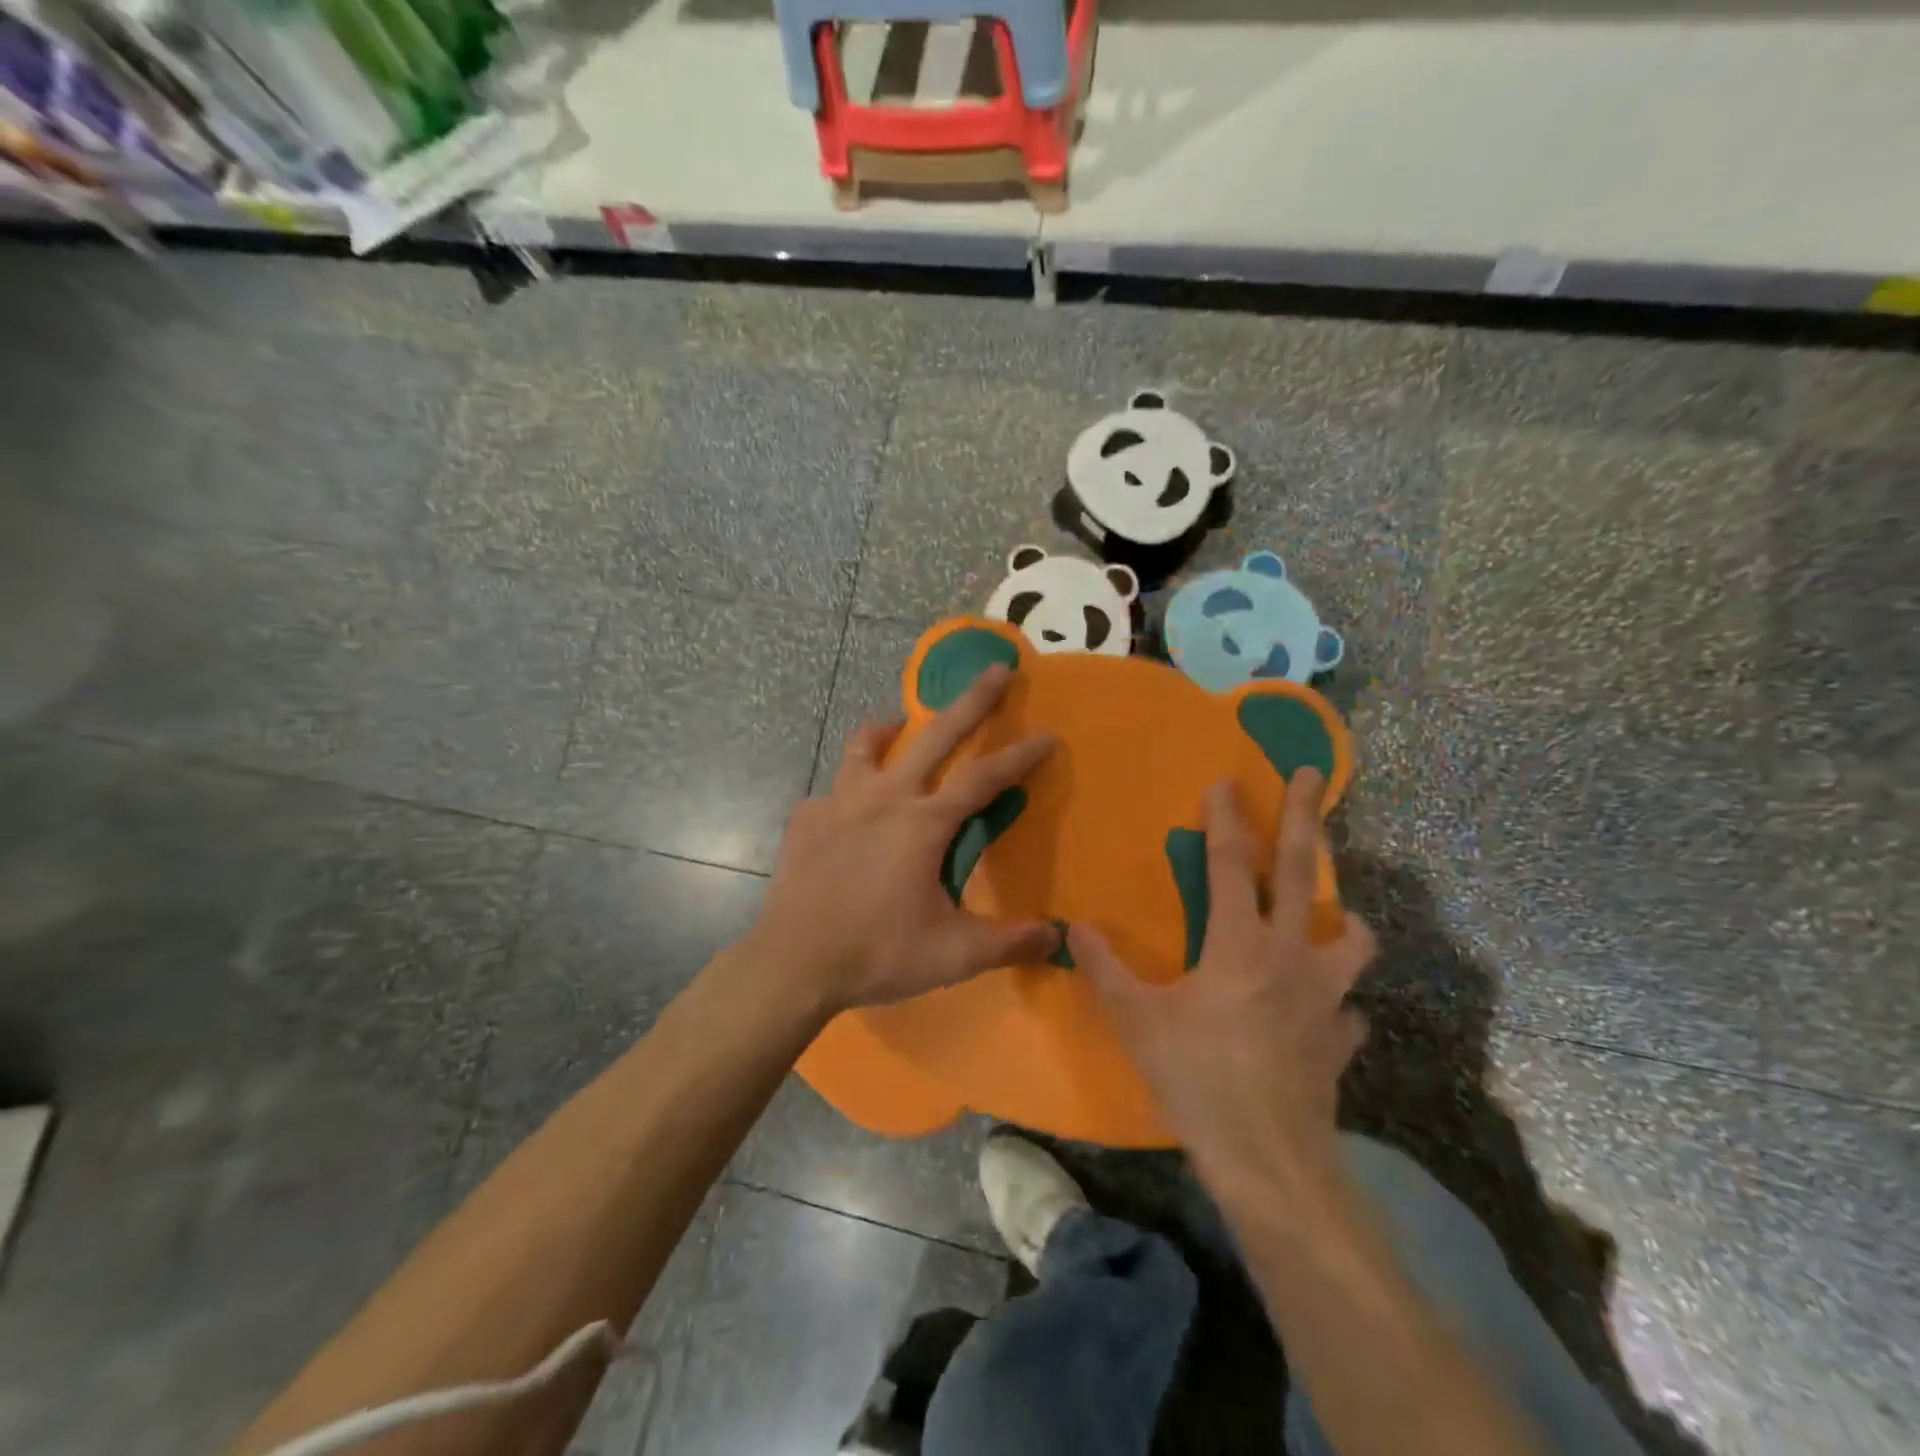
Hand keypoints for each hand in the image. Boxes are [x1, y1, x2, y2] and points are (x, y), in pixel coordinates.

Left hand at [747, 664, 1060, 1016]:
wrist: (794, 963)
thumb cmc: (878, 953)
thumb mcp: (953, 954)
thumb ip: (1009, 942)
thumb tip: (1060, 937)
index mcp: (923, 823)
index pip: (984, 778)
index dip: (1020, 756)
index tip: (1048, 735)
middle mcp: (884, 798)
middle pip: (934, 736)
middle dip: (971, 700)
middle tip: (995, 670)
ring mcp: (839, 804)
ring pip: (864, 747)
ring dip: (886, 730)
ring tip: (896, 726)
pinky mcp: (805, 820)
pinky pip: (828, 794)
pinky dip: (844, 793)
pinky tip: (845, 811)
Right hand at [1071, 771, 1375, 1197]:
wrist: (1267, 1160)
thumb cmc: (1196, 1079)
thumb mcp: (1136, 1020)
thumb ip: (1104, 968)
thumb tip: (1070, 927)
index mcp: (1239, 945)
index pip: (1231, 864)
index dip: (1225, 818)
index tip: (1224, 780)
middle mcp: (1290, 957)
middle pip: (1299, 873)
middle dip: (1301, 817)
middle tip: (1307, 775)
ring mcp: (1326, 998)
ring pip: (1352, 938)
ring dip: (1345, 918)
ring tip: (1332, 915)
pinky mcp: (1341, 1039)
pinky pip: (1349, 1010)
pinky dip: (1338, 1003)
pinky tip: (1323, 1015)